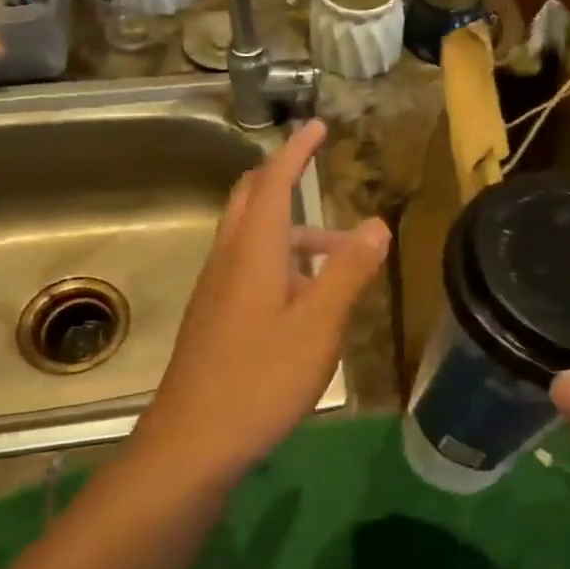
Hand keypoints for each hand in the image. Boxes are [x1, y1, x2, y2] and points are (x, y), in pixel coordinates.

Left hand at [135, 119, 388, 477]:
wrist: (192, 443)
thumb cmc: (260, 379)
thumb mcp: (318, 326)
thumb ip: (348, 272)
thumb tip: (377, 223)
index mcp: (252, 252)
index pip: (272, 183)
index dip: (296, 151)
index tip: (317, 125)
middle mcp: (227, 261)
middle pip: (249, 201)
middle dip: (282, 178)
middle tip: (316, 168)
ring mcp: (216, 292)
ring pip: (252, 239)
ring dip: (292, 231)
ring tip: (341, 255)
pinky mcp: (214, 320)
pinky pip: (248, 270)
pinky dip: (280, 262)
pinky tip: (306, 299)